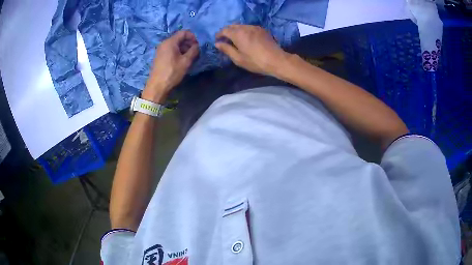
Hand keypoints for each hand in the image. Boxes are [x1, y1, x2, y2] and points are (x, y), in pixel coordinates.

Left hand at [142, 31, 198, 102]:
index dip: (193, 37)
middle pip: (179, 38)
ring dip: (184, 48)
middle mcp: (164, 43)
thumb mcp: (186, 61)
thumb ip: (194, 51)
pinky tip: (182, 60)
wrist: (157, 86)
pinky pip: (171, 50)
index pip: (184, 32)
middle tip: (195, 52)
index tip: (198, 45)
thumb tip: (197, 46)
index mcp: (170, 42)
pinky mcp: (160, 56)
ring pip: (175, 44)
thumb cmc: (172, 72)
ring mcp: (161, 50)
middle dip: (189, 43)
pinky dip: (178, 52)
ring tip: (190, 57)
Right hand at [215, 25, 288, 75]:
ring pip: (241, 26)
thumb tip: (217, 43)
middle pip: (232, 26)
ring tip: (235, 40)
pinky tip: (246, 39)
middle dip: (227, 31)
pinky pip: (249, 27)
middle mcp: (245, 27)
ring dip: (236, 31)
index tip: (217, 41)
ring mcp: (255, 27)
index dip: (219, 35)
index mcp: (238, 34)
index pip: (224, 30)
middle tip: (225, 40)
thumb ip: (226, 49)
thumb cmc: (255, 61)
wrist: (276, 60)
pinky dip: (244, 31)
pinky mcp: (262, 30)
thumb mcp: (238, 58)